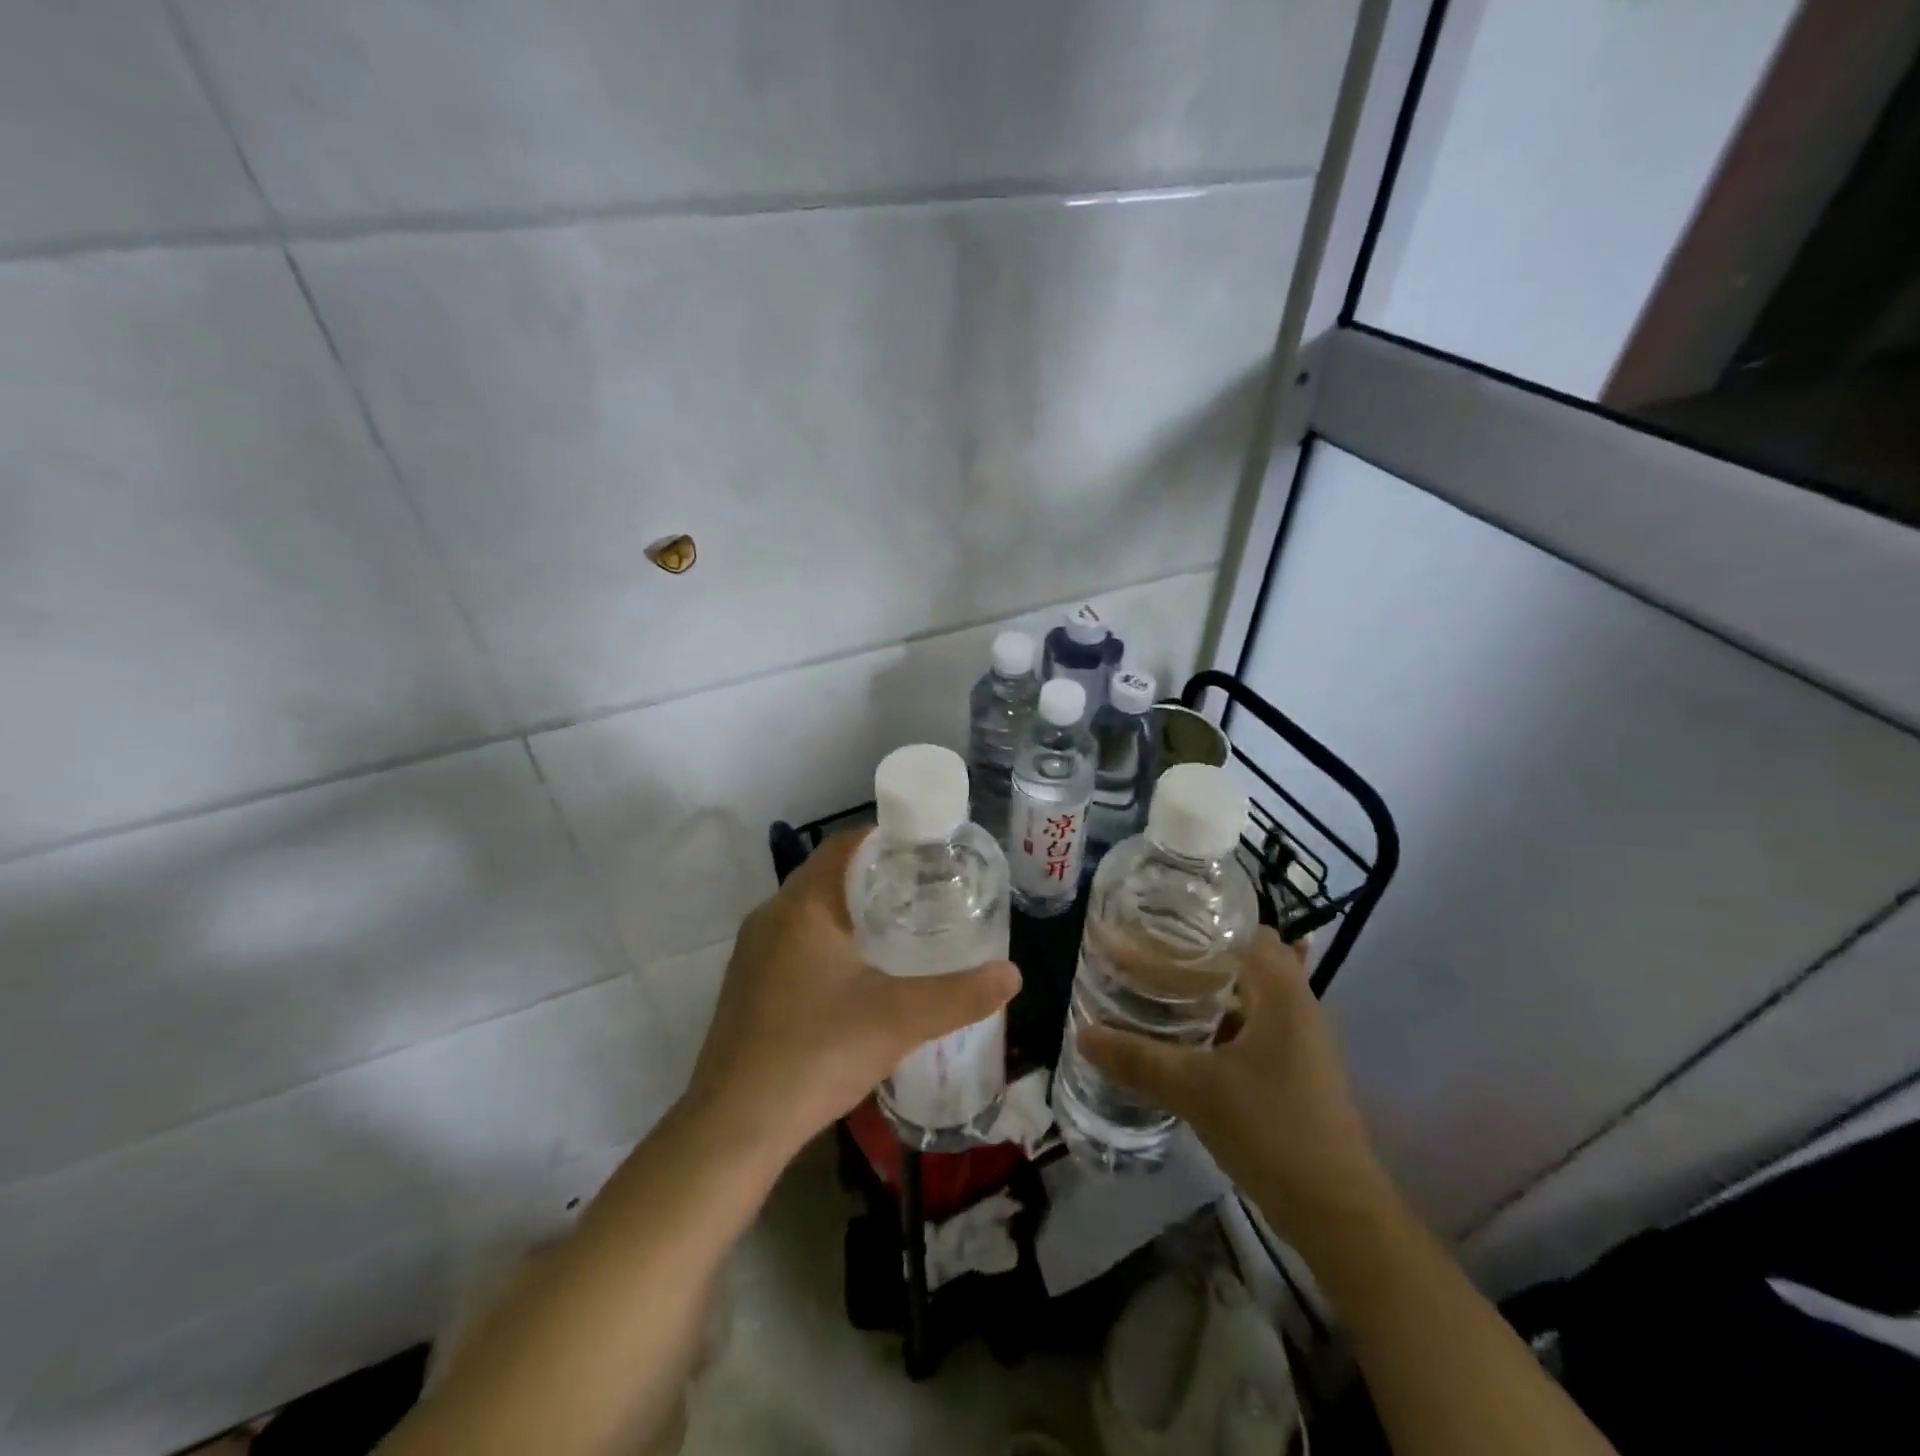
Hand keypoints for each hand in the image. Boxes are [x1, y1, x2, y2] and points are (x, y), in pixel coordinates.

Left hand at [682, 829, 1020, 1163]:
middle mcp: (771, 916)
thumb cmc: (816, 1053)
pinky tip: (858, 976)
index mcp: (802, 905)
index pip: (846, 845)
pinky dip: (829, 942)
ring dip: (851, 912)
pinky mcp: (747, 986)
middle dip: (876, 878)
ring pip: (810, 911)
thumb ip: (960, 995)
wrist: (732, 1128)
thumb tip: (1011, 974)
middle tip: (925, 892)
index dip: (887, 840)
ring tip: (900, 929)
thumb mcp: (899, 1020)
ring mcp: (753, 953)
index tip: (928, 853)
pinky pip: (795, 942)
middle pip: (829, 875)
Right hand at [1077, 926, 1391, 1254]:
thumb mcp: (1195, 1090)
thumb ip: (1137, 1059)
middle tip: (1146, 950)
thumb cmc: (1272, 1130)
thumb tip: (1082, 1034)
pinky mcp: (1293, 1069)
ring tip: (1155, 984)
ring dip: (1208, 985)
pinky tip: (1184, 1033)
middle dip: (1197, 951)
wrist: (1337, 1214)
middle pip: (1245, 957)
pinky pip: (1252, 1024)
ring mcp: (1298, 1039)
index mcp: (1282, 990)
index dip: (1202, 918)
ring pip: (1248, 992)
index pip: (1245, 928)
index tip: (1157, 917)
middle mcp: (1296, 1004)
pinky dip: (1220, 1017)